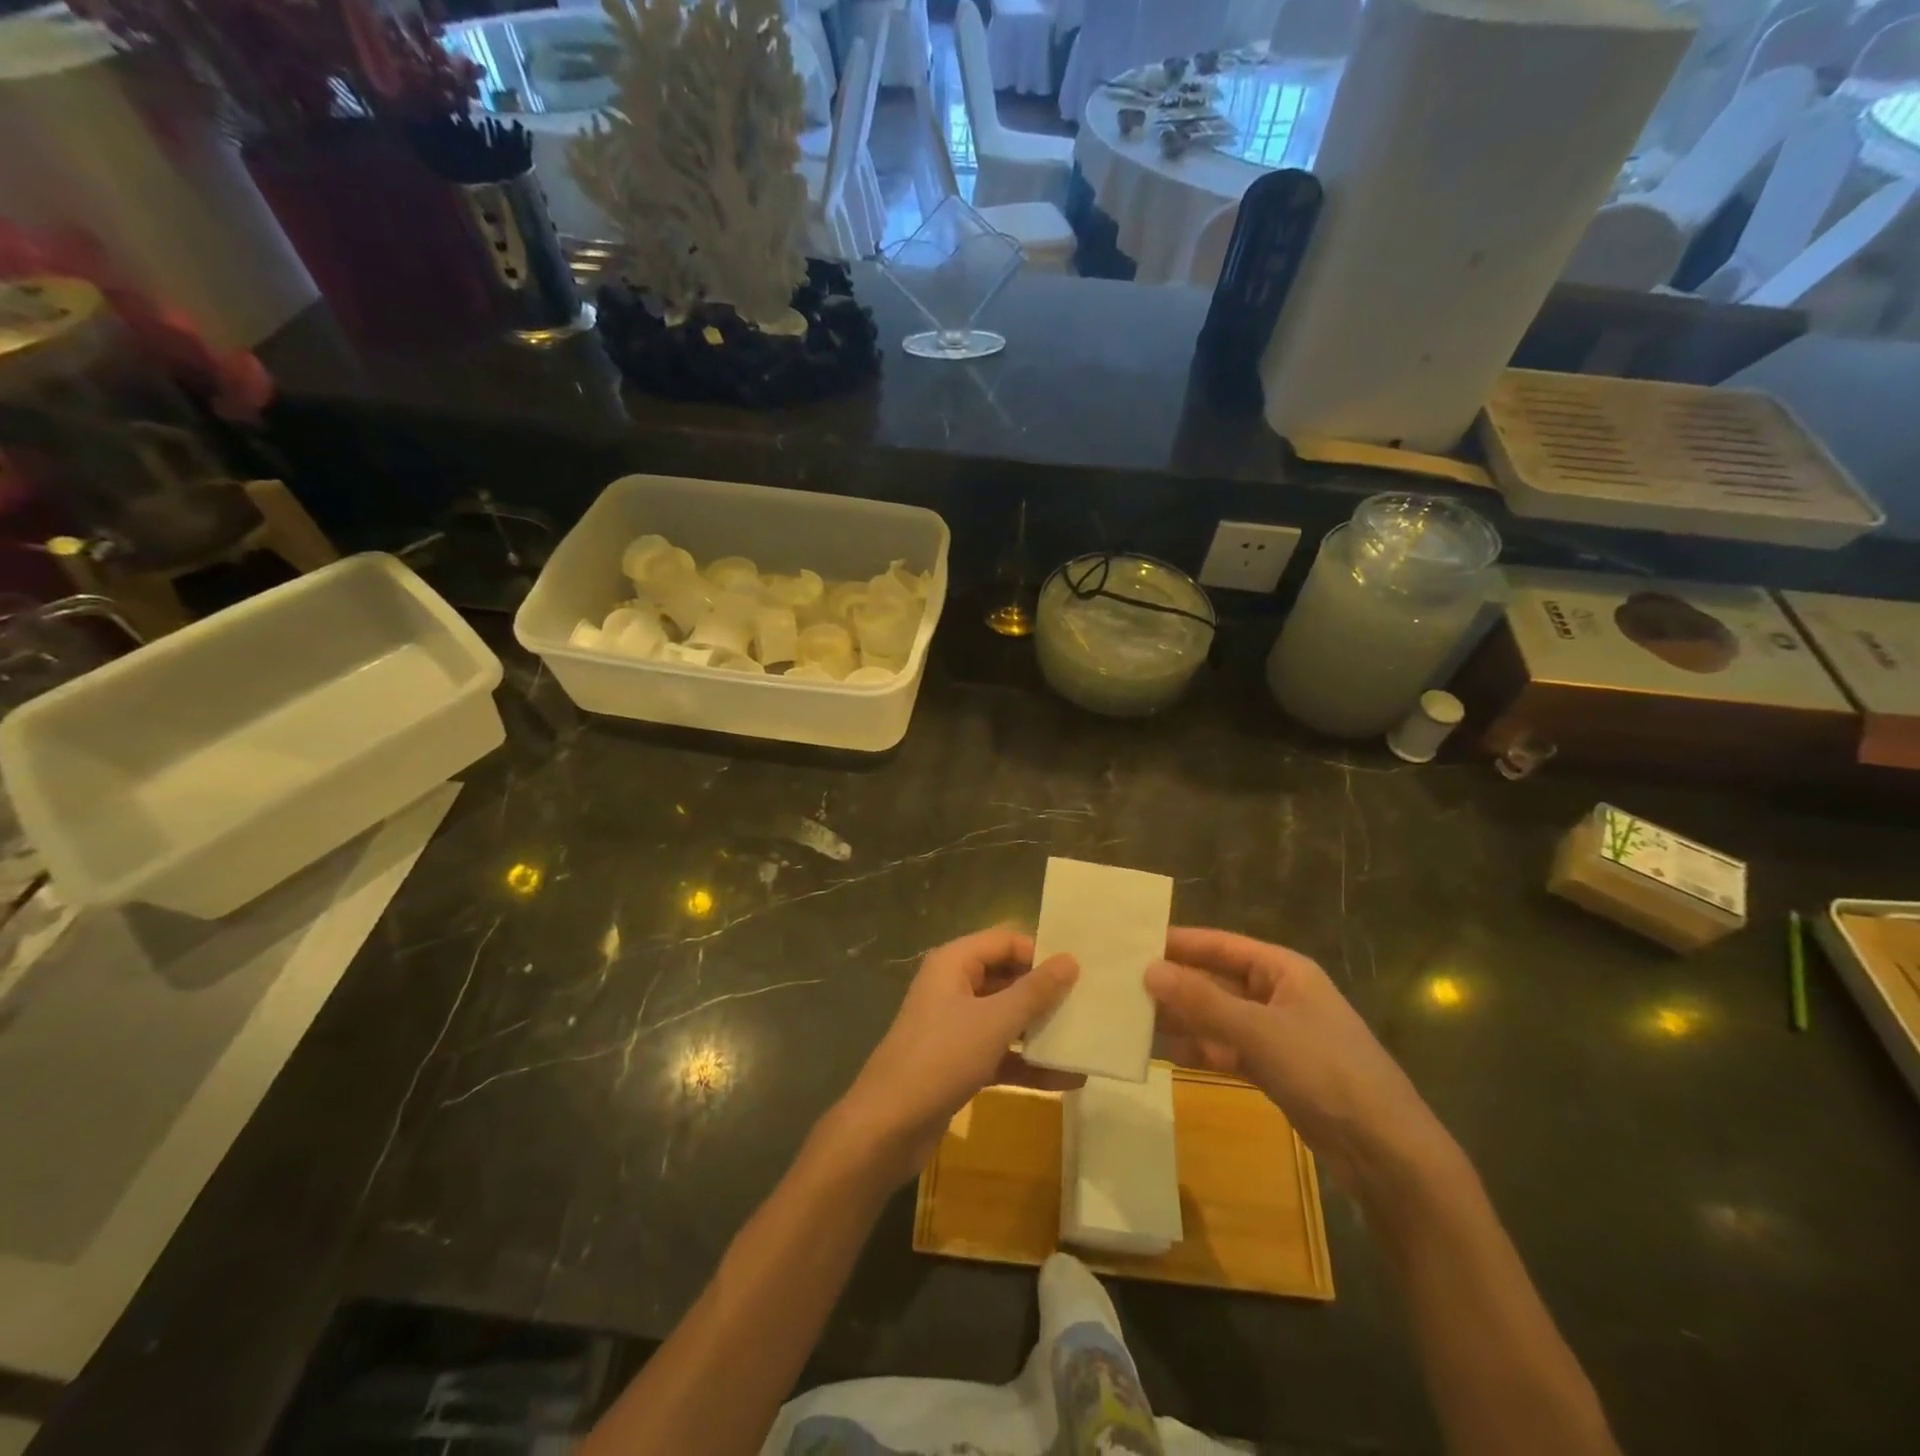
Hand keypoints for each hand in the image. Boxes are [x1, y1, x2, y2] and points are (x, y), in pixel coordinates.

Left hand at [833, 927, 1079, 1184]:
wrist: (888, 1126)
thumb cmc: (941, 1058)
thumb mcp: (994, 1021)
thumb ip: (1035, 991)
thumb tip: (1070, 959)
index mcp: (954, 962)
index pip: (1005, 941)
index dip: (1040, 953)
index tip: (1080, 973)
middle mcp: (953, 986)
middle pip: (1007, 977)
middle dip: (1045, 992)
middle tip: (1090, 1004)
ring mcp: (955, 1025)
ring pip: (1006, 1017)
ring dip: (1041, 1030)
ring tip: (1086, 1039)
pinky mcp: (958, 1062)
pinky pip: (1000, 1052)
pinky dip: (1028, 1063)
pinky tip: (1068, 1080)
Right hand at [1146, 927, 1456, 1197]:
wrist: (1386, 1153)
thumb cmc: (1326, 1072)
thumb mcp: (1259, 1031)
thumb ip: (1202, 1001)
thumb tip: (1148, 970)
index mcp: (1283, 970)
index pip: (1221, 945)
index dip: (1179, 942)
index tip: (1133, 941)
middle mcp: (1277, 994)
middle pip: (1216, 980)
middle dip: (1174, 983)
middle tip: (1121, 982)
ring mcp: (1275, 1034)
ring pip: (1216, 1017)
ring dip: (1180, 1017)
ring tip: (1130, 1016)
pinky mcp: (1273, 1070)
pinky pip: (1224, 1049)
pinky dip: (1197, 1048)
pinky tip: (1161, 1050)